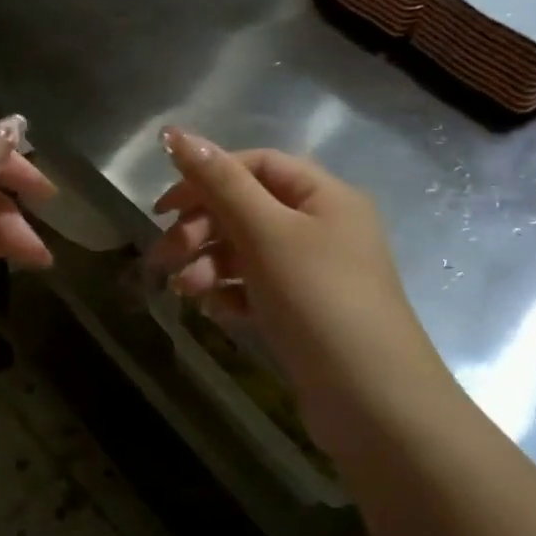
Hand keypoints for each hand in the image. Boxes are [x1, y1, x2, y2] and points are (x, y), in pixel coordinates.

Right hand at [146, 128, 434, 447]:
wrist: (372, 402)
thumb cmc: (319, 301)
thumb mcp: (267, 234)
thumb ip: (220, 183)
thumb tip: (176, 133)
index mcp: (324, 196)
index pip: (256, 165)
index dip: (207, 177)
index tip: (163, 206)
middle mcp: (322, 227)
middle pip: (247, 209)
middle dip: (201, 228)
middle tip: (165, 255)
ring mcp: (314, 273)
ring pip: (247, 252)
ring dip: (209, 264)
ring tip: (185, 291)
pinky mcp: (303, 313)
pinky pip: (256, 288)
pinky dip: (230, 293)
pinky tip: (214, 311)